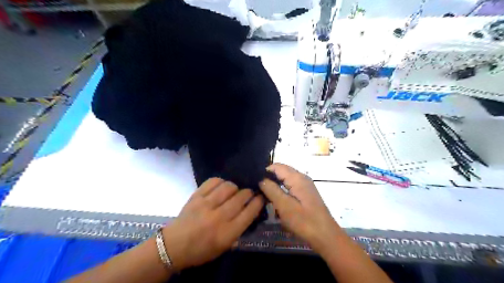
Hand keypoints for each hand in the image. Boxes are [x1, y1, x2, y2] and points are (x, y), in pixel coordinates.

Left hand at [163, 178, 265, 269]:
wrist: (174, 246)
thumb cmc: (201, 250)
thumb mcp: (224, 246)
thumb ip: (239, 229)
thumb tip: (249, 210)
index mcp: (227, 233)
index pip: (249, 212)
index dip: (258, 202)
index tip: (261, 197)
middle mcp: (219, 217)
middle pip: (241, 197)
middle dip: (248, 193)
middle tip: (248, 193)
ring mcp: (206, 204)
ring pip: (228, 187)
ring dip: (235, 187)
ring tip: (234, 190)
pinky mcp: (196, 196)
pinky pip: (213, 181)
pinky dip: (221, 181)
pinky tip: (221, 186)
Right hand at [259, 164, 342, 253]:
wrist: (326, 236)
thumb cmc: (304, 221)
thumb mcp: (285, 206)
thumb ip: (272, 190)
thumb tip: (261, 179)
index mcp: (297, 178)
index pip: (277, 166)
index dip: (265, 171)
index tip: (254, 181)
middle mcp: (302, 178)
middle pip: (282, 171)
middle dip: (269, 178)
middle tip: (257, 188)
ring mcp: (305, 185)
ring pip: (286, 179)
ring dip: (275, 184)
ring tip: (263, 194)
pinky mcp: (306, 193)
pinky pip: (290, 186)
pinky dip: (282, 190)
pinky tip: (276, 199)